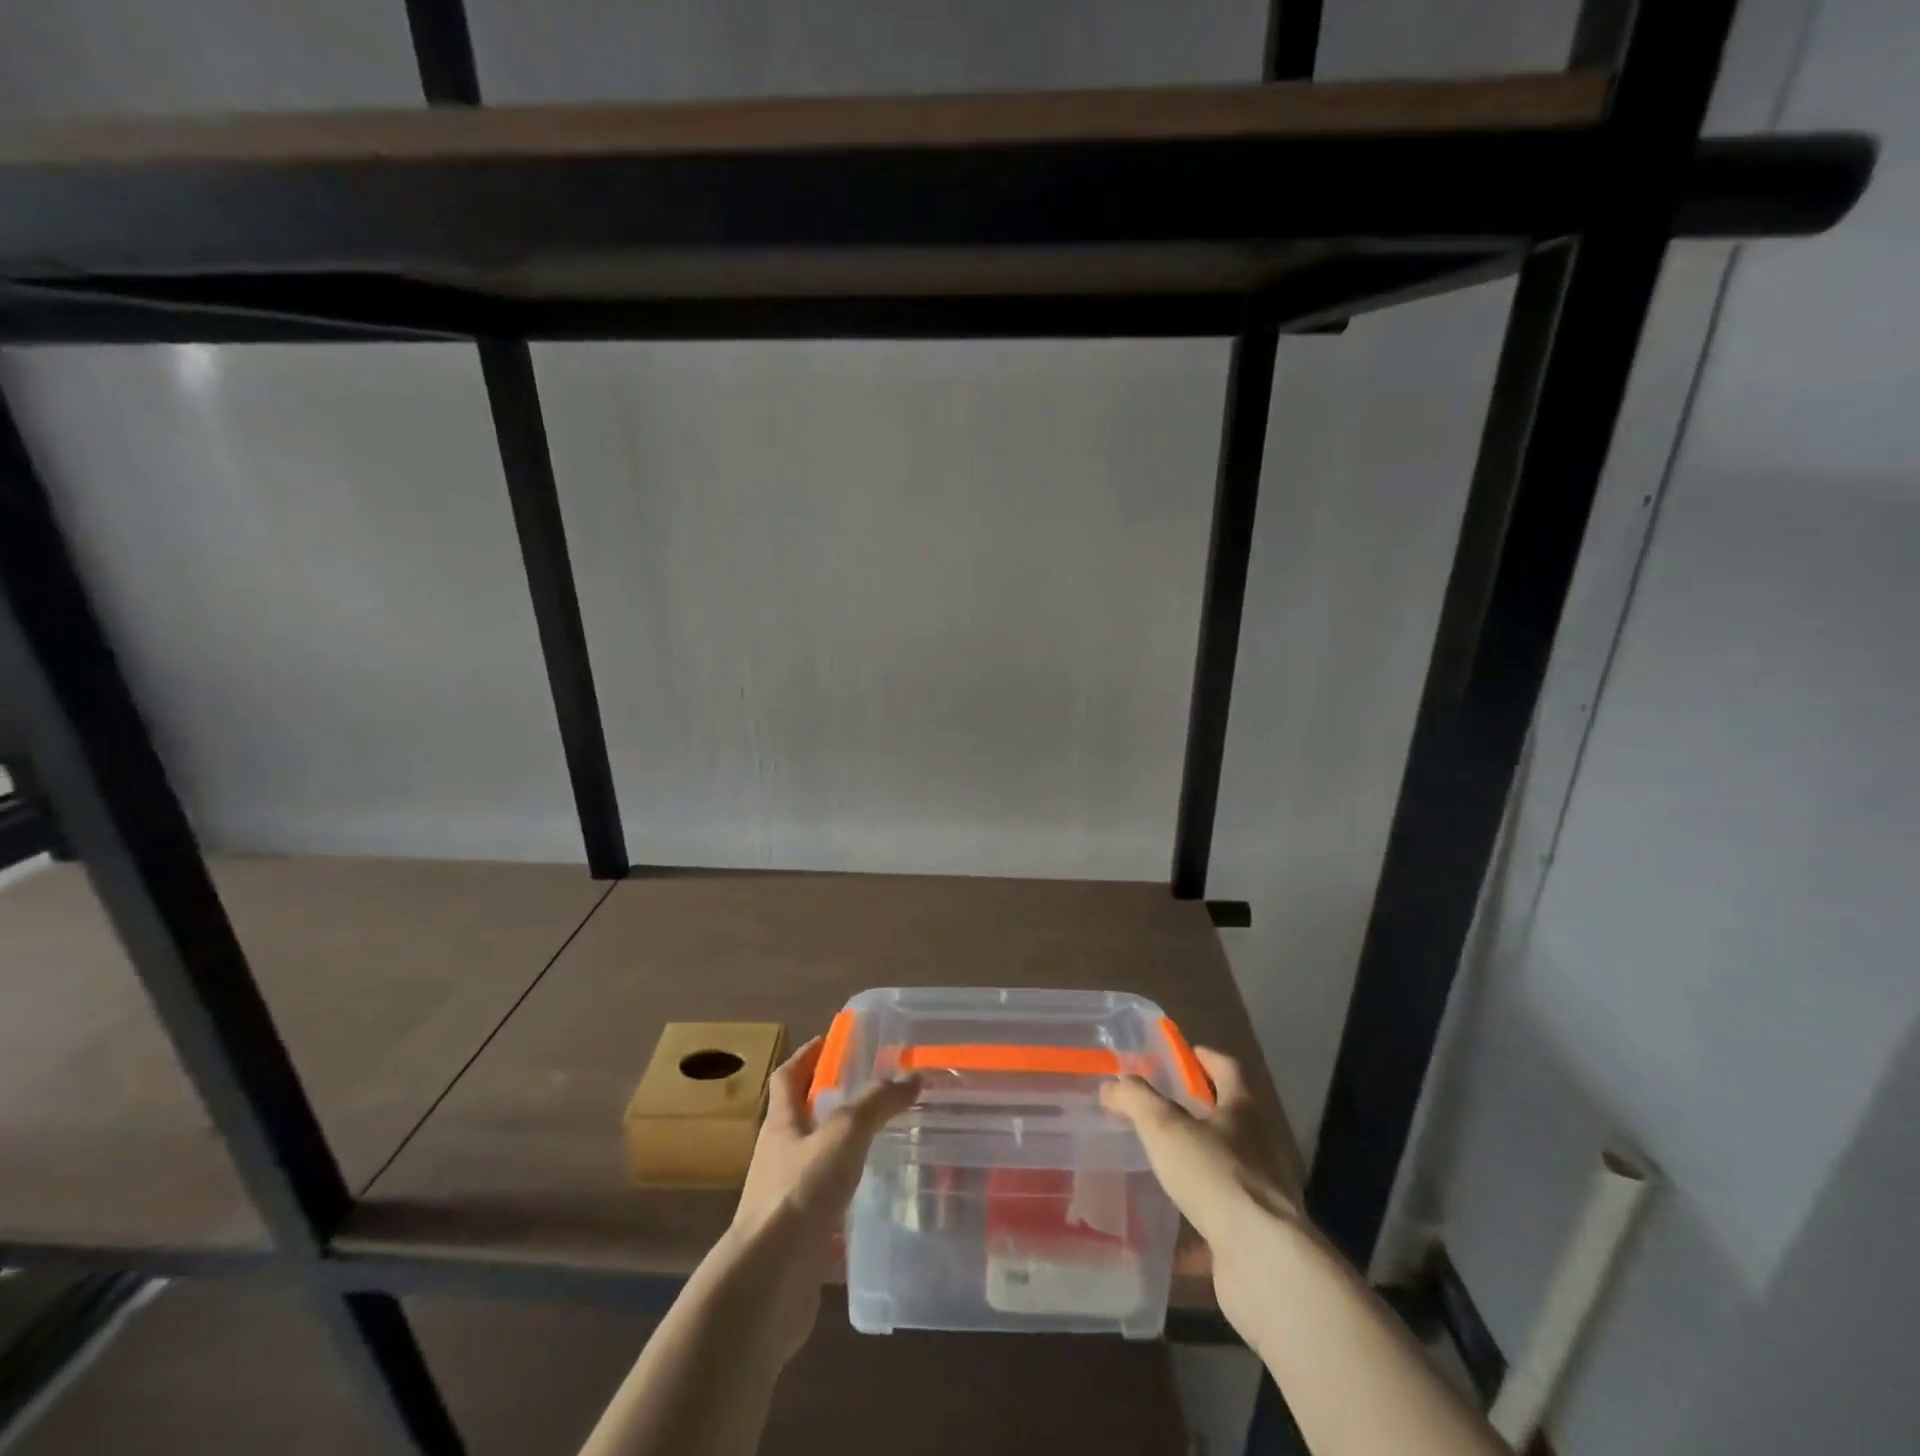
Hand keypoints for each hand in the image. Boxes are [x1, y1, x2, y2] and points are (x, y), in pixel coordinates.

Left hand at [720, 1035, 920, 1359]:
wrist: (766, 1283)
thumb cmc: (799, 1193)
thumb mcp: (844, 1134)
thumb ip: (877, 1103)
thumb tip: (912, 1075)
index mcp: (781, 1124)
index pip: (788, 1077)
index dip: (806, 1056)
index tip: (829, 1040)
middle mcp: (778, 1158)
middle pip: (799, 1119)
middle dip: (827, 1102)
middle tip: (868, 1091)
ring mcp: (785, 1200)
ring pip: (814, 1164)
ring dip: (839, 1152)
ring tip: (878, 1144)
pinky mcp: (797, 1240)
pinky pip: (825, 1210)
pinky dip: (846, 1202)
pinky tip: (874, 1204)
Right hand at [1100, 1047, 1306, 1341]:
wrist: (1263, 1261)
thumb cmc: (1215, 1175)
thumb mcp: (1164, 1126)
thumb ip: (1136, 1099)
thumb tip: (1112, 1084)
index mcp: (1244, 1110)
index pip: (1228, 1070)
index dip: (1205, 1058)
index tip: (1183, 1055)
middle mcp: (1260, 1146)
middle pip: (1231, 1117)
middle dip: (1200, 1111)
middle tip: (1161, 1109)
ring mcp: (1261, 1193)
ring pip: (1226, 1168)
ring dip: (1200, 1163)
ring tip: (1162, 1164)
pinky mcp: (1256, 1235)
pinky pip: (1221, 1219)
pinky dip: (1197, 1220)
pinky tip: (1169, 1229)